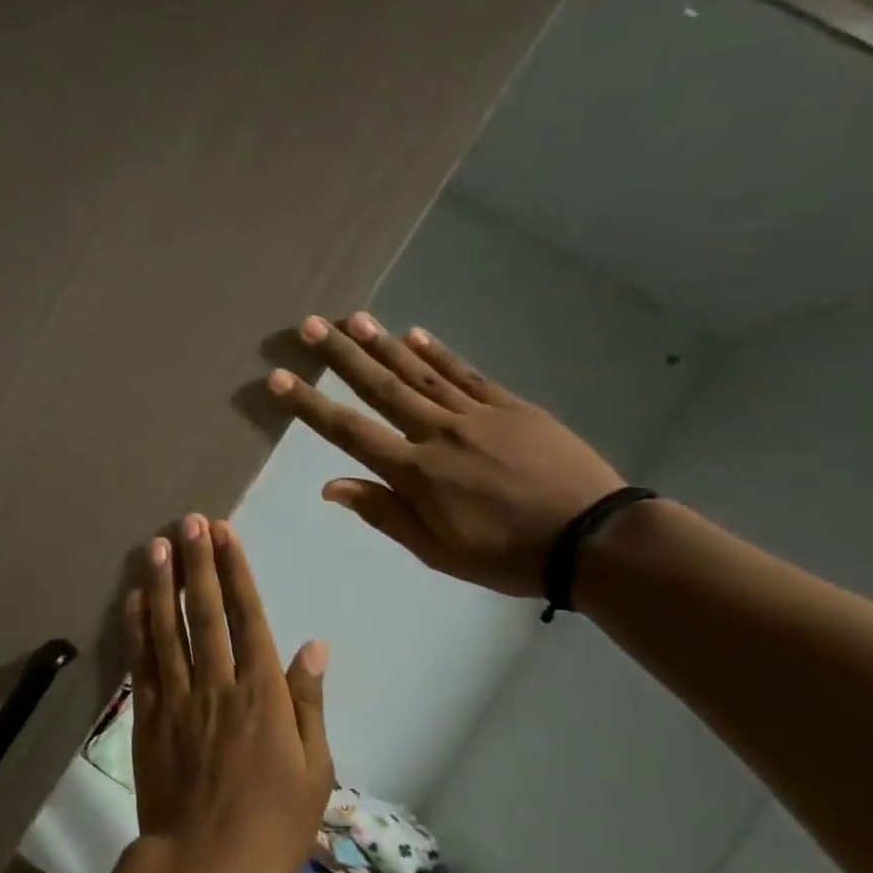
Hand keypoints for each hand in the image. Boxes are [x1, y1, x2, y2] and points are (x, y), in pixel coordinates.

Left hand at [125, 514, 333, 872]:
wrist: (203, 867)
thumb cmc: (271, 824)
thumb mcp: (314, 770)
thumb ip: (308, 703)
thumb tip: (313, 645)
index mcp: (262, 694)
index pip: (248, 617)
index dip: (236, 572)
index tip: (225, 535)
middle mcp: (217, 684)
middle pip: (205, 612)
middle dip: (198, 563)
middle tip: (190, 522)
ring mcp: (178, 698)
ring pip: (168, 629)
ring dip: (162, 583)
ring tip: (157, 544)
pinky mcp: (148, 716)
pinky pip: (142, 663)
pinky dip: (137, 628)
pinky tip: (134, 598)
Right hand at [266, 313, 624, 597]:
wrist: (594, 539)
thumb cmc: (506, 555)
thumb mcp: (436, 550)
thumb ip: (383, 513)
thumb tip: (331, 486)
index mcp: (415, 473)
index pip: (349, 432)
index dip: (309, 404)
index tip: (279, 377)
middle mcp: (437, 433)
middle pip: (380, 388)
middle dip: (340, 356)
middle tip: (310, 326)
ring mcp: (476, 414)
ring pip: (419, 372)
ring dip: (382, 344)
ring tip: (352, 318)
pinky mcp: (511, 406)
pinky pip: (466, 373)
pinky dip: (438, 352)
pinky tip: (414, 333)